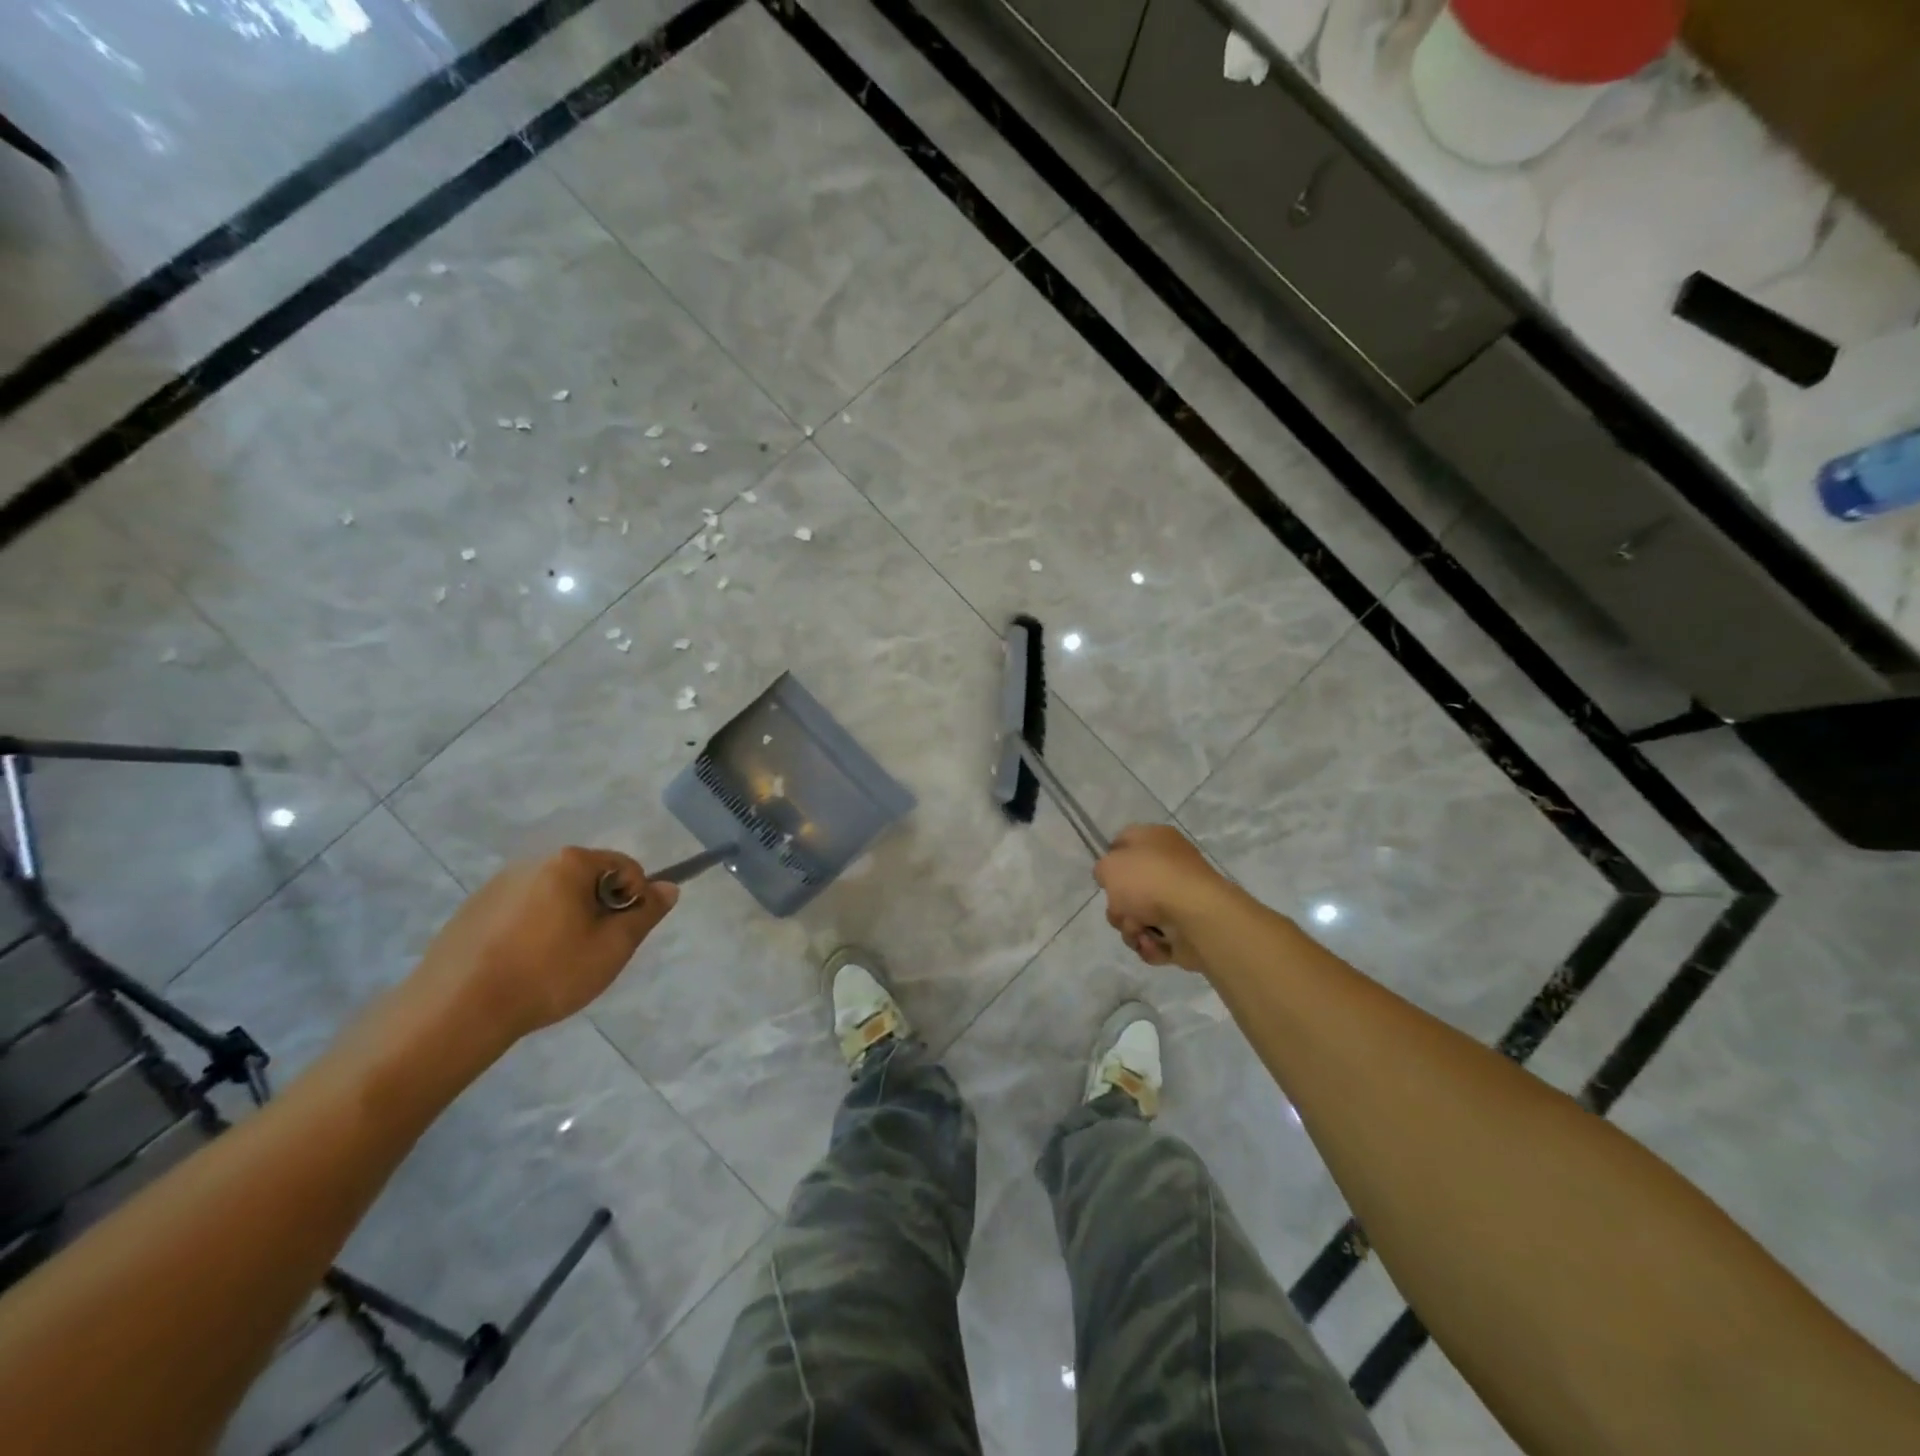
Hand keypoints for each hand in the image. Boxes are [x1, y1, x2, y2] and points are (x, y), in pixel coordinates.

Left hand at [414, 847, 677, 1044]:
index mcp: (569, 863)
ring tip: (555, 964)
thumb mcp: (612, 948)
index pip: (624, 866)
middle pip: (587, 879)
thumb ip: (645, 913)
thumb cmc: (548, 973)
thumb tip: (669, 887)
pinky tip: (522, 966)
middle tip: (593, 952)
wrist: (455, 1011)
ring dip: (565, 920)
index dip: (634, 899)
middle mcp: (533, 862)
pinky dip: (532, 931)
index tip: (622, 936)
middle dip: (598, 910)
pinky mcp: (472, 911)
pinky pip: (520, 911)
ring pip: (553, 896)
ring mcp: (497, 886)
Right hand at [1094, 824, 1231, 972]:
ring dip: (1131, 927)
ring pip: (1138, 916)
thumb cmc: (1149, 880)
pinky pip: (1155, 939)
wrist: (1195, 916)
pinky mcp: (1185, 929)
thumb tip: (1112, 878)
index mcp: (1156, 839)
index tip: (1104, 877)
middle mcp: (1169, 866)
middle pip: (1128, 887)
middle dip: (1118, 905)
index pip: (1125, 842)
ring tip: (1140, 930)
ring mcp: (1179, 899)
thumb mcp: (1110, 865)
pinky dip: (1150, 944)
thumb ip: (1103, 869)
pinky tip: (1152, 942)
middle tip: (1122, 908)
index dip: (1110, 859)